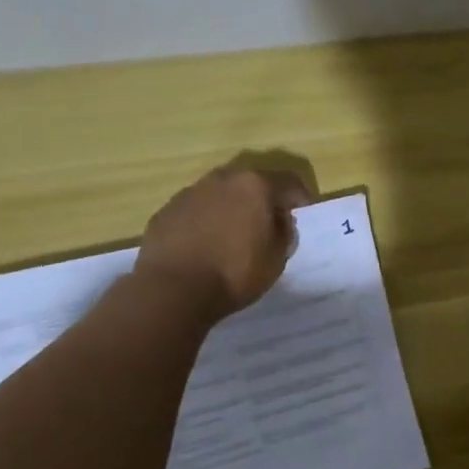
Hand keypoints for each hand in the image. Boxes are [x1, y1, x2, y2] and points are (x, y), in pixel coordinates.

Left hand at [136, 163, 311, 318]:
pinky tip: (204, 245)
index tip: (302, 213)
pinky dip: (205, 221)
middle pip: (251, 183)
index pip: (289, 182)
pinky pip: (195, 210)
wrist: (172, 289)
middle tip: (268, 223)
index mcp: (255, 185)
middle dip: (262, 199)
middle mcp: (222, 179)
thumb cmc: (234, 273)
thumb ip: (284, 233)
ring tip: (233, 235)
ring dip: (231, 208)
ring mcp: (190, 192)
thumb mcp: (276, 259)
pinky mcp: (166, 211)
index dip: (300, 197)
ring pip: (220, 194)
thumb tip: (280, 221)